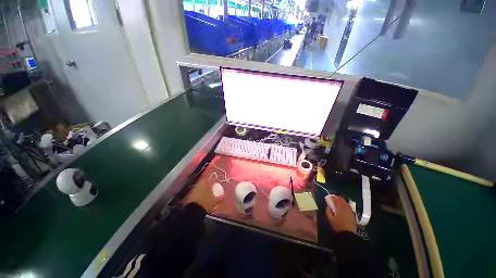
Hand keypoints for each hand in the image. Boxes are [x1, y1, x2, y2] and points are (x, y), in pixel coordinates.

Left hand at [184, 179, 223, 212]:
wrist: (193, 210)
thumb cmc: (206, 203)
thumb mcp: (215, 202)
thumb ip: (221, 198)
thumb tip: (225, 196)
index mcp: (208, 184)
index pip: (213, 178)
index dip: (215, 178)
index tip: (217, 180)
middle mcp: (201, 184)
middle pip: (205, 180)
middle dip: (208, 181)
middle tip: (211, 184)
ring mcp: (195, 188)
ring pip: (200, 184)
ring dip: (203, 185)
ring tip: (206, 189)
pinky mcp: (191, 193)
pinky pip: (196, 189)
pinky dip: (199, 190)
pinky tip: (200, 194)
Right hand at [325, 195, 356, 233]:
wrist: (348, 234)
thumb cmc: (337, 226)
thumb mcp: (330, 219)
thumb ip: (328, 211)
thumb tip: (328, 206)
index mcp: (339, 208)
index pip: (336, 200)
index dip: (333, 198)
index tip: (330, 196)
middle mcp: (346, 208)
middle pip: (342, 201)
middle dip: (339, 198)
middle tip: (335, 197)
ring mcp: (350, 212)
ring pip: (347, 204)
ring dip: (343, 201)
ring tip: (340, 201)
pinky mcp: (353, 216)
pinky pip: (349, 208)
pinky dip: (347, 206)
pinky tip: (345, 207)